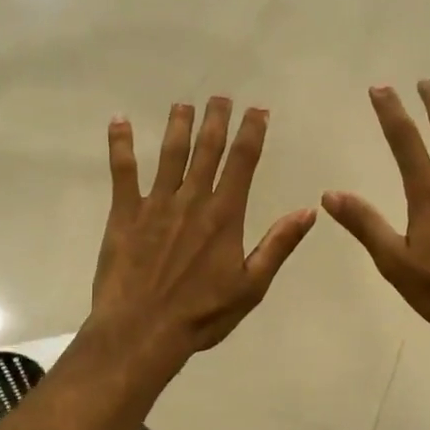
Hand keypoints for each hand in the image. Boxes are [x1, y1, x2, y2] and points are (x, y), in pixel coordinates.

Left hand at [91, 98, 315, 367]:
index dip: (252, 132)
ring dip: (178, 125)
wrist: (142, 331)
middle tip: (221, 97)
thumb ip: (278, 245)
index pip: (243, 162)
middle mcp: (192, 199)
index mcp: (225, 215)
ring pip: (170, 154)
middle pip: (207, 149)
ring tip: (183, 104)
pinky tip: (119, 121)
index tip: (257, 110)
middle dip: (216, 119)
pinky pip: (122, 172)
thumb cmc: (202, 314)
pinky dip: (121, 145)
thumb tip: (309, 210)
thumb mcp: (252, 286)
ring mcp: (156, 204)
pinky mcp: (124, 213)